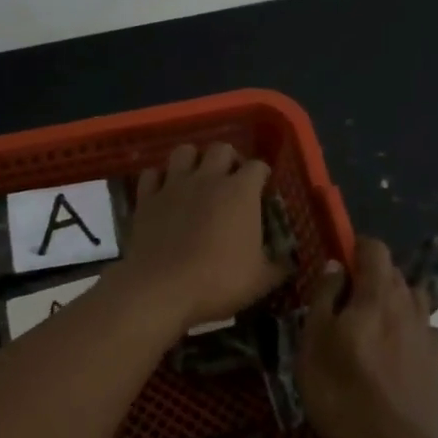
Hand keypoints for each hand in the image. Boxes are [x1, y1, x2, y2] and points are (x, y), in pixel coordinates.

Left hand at [116, 143, 288, 334]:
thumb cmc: (218, 281)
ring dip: (193, 159)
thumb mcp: (260, 281)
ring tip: (197, 177)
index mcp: (241, 192)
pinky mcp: (147, 198)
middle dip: (229, 159)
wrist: (162, 288)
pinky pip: (151, 174)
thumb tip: (290, 263)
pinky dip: (159, 178)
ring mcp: (174, 185)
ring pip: (184, 151)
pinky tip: (164, 191)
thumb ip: (279, 267)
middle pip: (221, 148)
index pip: (257, 166)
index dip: (262, 175)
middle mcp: (208, 178)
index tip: (263, 188)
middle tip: (231, 179)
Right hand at [297, 238, 437, 437]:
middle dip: (372, 277)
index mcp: (378, 294)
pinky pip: (426, 332)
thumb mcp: (314, 341)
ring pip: (414, 301)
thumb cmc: (341, 390)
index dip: (357, 248)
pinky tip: (398, 352)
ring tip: (374, 327)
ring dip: (395, 302)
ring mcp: (429, 336)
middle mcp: (409, 306)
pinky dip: (411, 331)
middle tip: (347, 303)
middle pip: (394, 274)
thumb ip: (325, 298)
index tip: (340, 264)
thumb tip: (336, 266)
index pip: (375, 249)